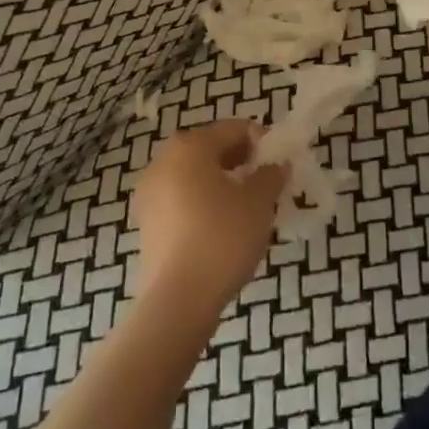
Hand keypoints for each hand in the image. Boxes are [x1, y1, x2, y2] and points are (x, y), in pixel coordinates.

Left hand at [131, 120, 284, 316]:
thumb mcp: (259, 202)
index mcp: (190, 146)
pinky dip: (203, 202)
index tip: (281, 162)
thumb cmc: (222, 237)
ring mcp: (149, 192)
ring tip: (248, 206)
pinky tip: (223, 226)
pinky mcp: (147, 222)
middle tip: (266, 183)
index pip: (234, 128)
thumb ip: (271, 175)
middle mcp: (164, 160)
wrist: (178, 300)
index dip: (262, 141)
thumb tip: (275, 166)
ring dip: (222, 182)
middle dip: (240, 161)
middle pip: (211, 148)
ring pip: (195, 175)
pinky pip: (182, 199)